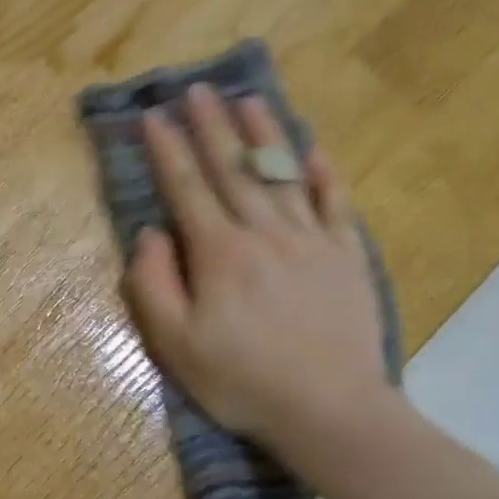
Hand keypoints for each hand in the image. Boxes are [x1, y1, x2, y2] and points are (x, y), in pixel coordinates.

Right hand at [123, 83, 397, 457]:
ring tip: (248, 99)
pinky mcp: (347, 257)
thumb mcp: (175, 344)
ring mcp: (311, 241)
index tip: (153, 116)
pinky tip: (313, 151)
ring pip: (282, 175)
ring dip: (263, 134)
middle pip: (234, 169)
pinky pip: (335, 204)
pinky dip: (323, 175)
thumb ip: (153, 284)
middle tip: (197, 89)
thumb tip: (151, 233)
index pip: (187, 187)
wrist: (330, 410)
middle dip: (211, 126)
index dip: (168, 149)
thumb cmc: (242, 381)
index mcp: (219, 253)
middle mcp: (264, 233)